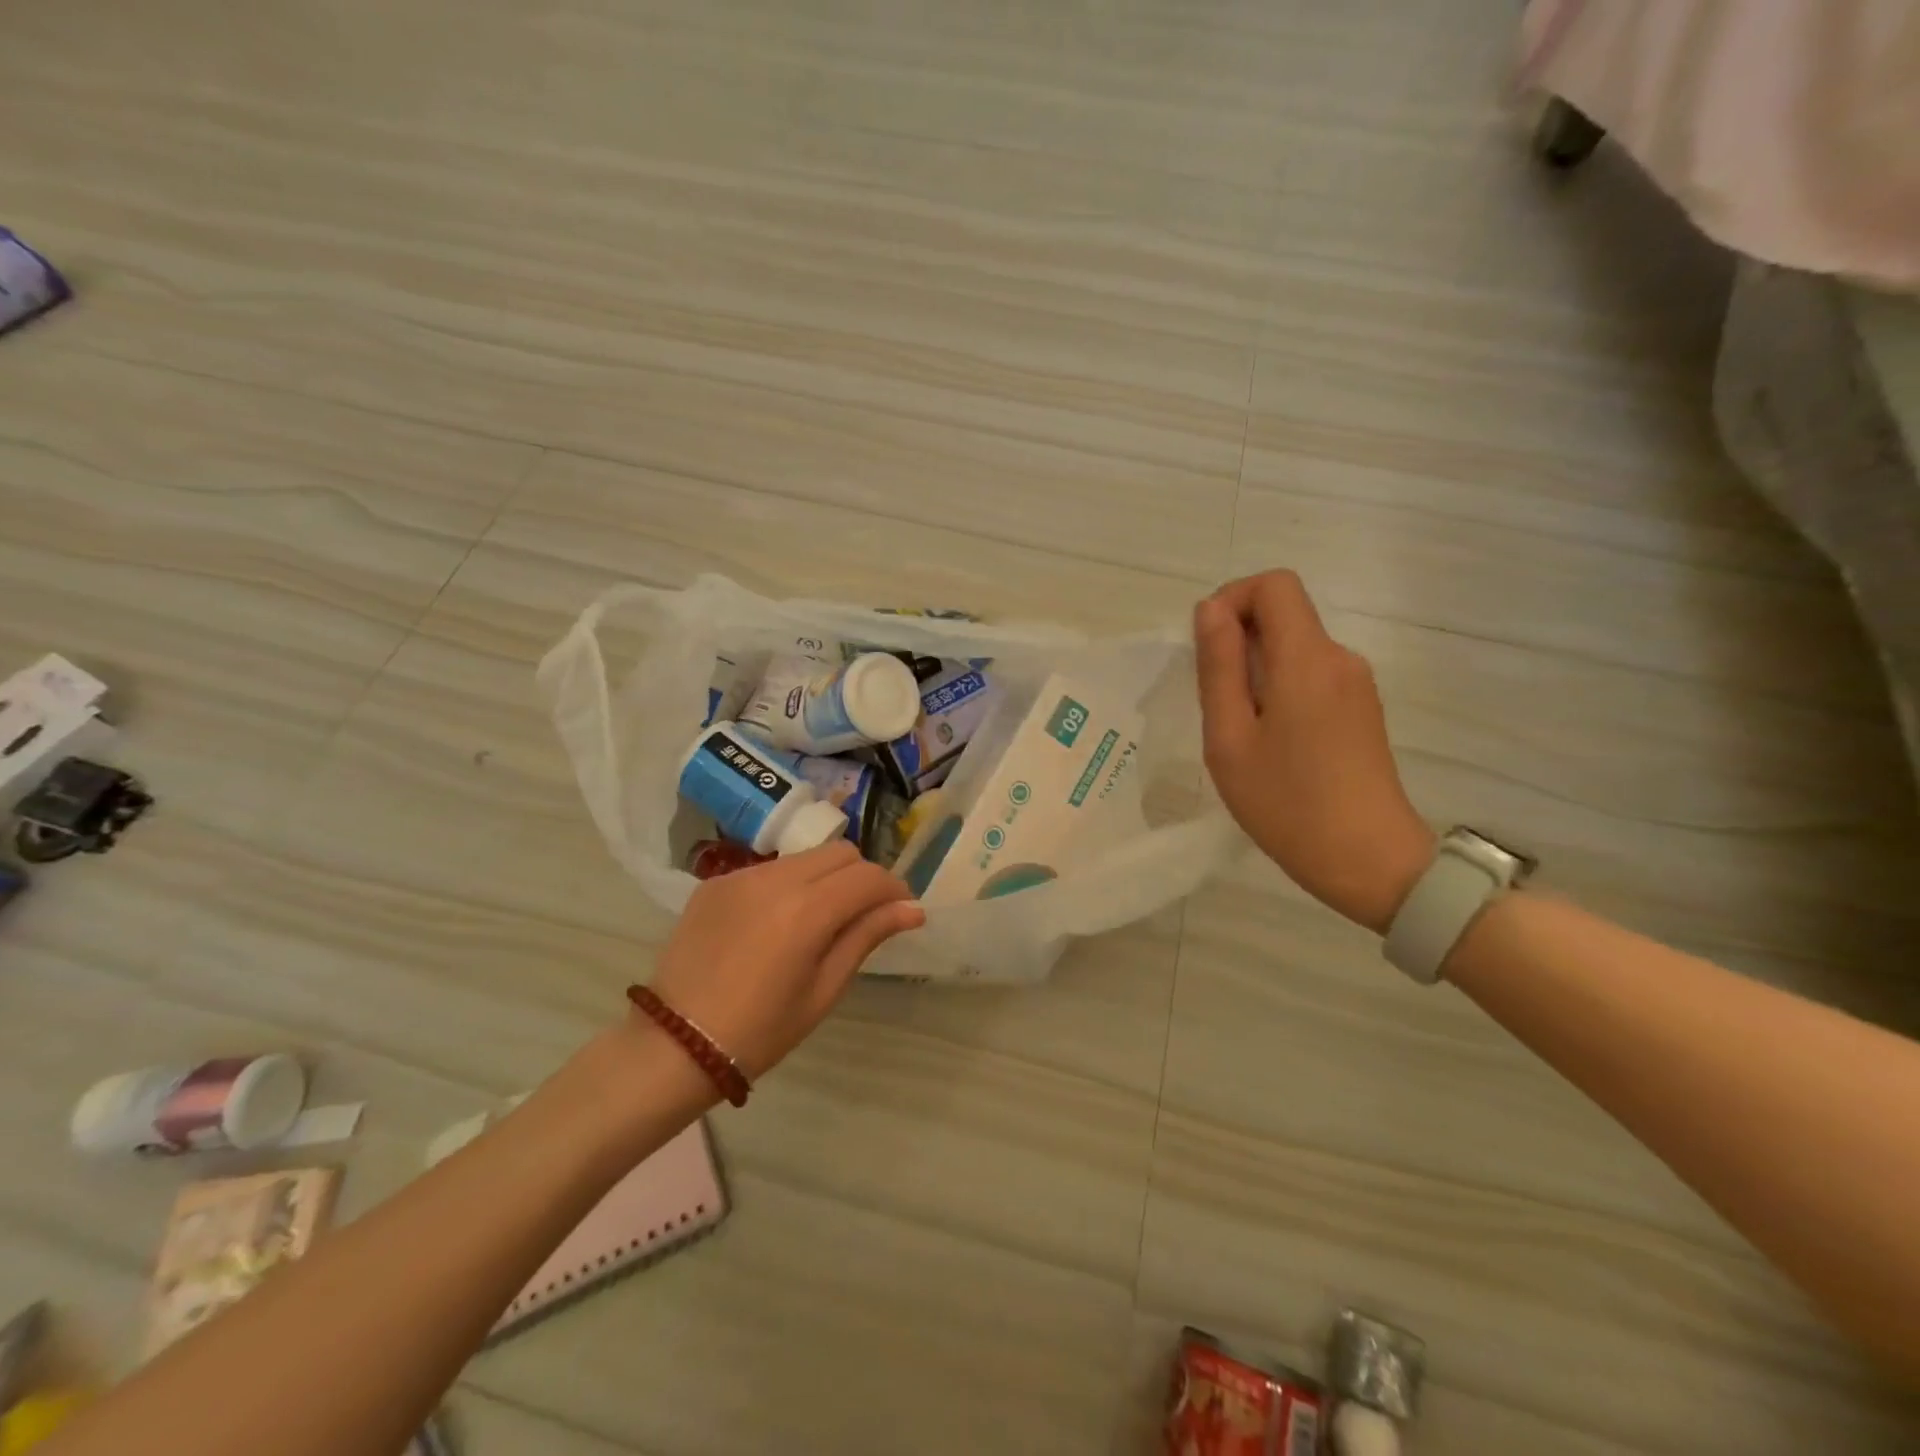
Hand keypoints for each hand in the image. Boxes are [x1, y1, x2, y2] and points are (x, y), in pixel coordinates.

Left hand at [648, 842, 923, 1078]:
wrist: (675, 1044)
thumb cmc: (761, 1030)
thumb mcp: (824, 989)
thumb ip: (867, 936)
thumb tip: (912, 909)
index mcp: (807, 910)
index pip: (869, 876)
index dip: (894, 890)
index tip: (901, 911)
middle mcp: (776, 879)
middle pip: (840, 853)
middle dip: (862, 877)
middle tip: (863, 914)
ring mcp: (741, 876)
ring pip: (805, 857)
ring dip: (825, 878)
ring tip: (819, 920)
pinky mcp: (716, 882)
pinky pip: (769, 870)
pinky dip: (788, 886)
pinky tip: (776, 924)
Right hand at [1194, 570, 1435, 932]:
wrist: (1369, 861)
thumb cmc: (1287, 804)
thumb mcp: (1230, 738)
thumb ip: (1218, 667)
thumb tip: (1211, 609)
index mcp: (1306, 659)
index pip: (1274, 585)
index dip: (1232, 600)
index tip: (1207, 648)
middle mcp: (1339, 658)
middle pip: (1284, 614)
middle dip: (1238, 640)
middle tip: (1215, 702)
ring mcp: (1356, 683)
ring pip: (1294, 647)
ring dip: (1255, 669)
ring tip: (1239, 731)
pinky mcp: (1361, 708)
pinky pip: (1310, 674)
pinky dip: (1279, 689)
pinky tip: (1270, 742)